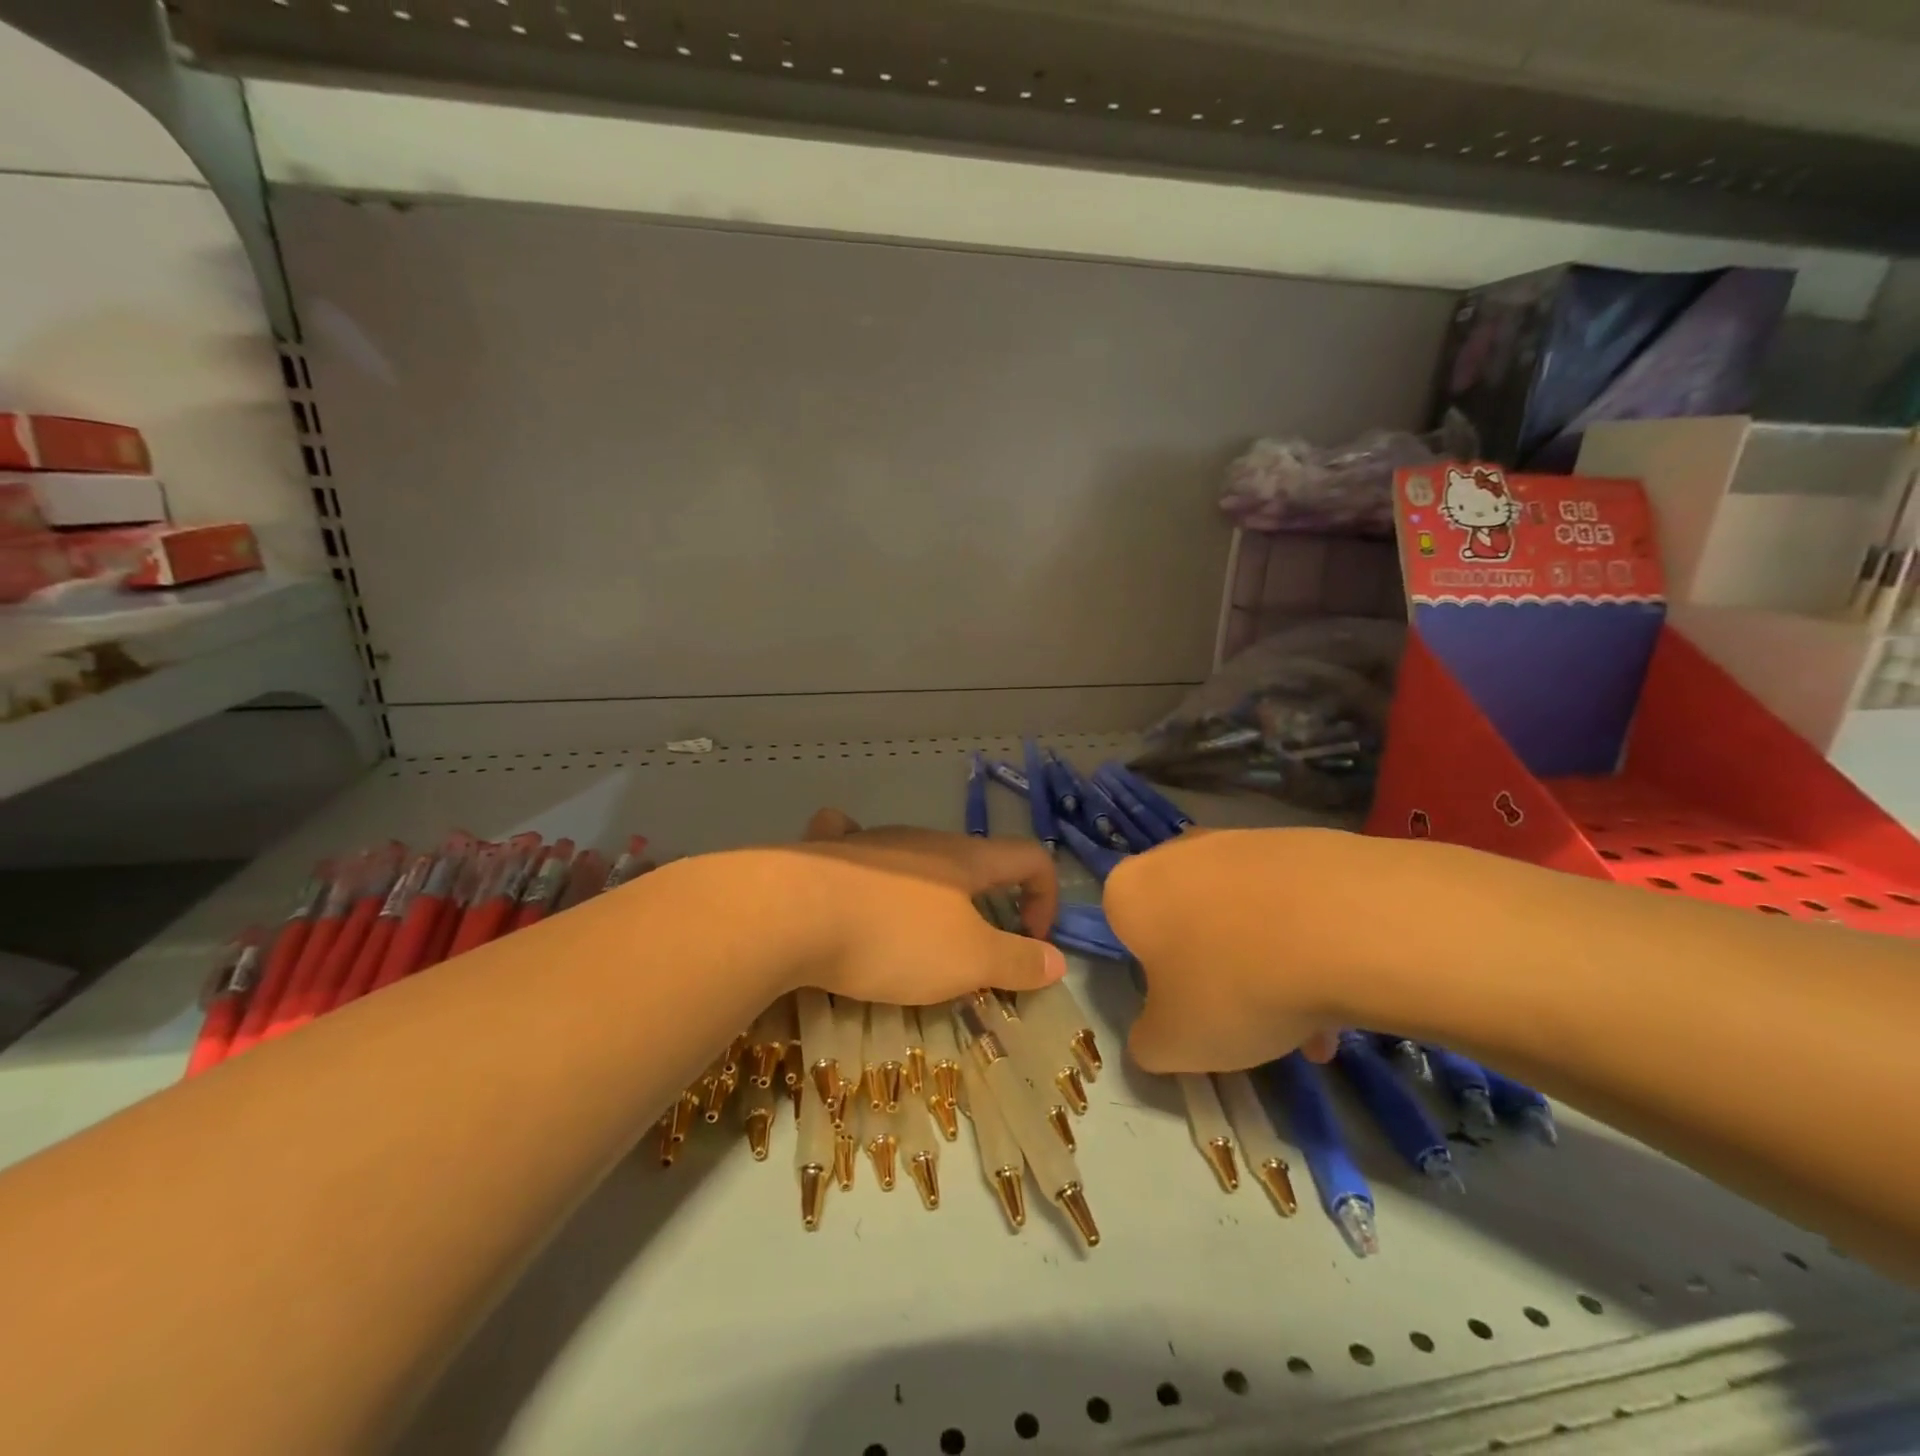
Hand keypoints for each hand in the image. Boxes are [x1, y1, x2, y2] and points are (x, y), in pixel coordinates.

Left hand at [785, 808, 1065, 1004]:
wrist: (793, 912)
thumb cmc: (894, 937)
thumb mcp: (968, 960)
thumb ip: (1017, 960)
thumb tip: (1056, 960)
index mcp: (965, 859)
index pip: (1029, 857)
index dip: (1045, 896)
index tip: (1031, 942)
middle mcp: (922, 840)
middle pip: (972, 860)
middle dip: (985, 902)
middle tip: (971, 954)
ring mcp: (871, 841)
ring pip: (914, 855)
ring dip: (929, 891)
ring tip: (911, 939)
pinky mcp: (826, 852)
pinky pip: (851, 843)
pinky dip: (862, 860)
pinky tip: (851, 880)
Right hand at [1106, 827, 1406, 1071]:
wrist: (1347, 925)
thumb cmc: (1235, 984)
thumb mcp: (1175, 1043)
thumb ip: (1148, 1042)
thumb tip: (1155, 1035)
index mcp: (1131, 890)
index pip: (1126, 933)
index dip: (1157, 978)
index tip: (1191, 1010)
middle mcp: (1178, 853)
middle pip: (1189, 923)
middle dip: (1216, 972)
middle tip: (1251, 1022)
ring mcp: (1241, 841)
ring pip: (1243, 915)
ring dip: (1267, 965)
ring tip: (1315, 1022)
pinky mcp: (1300, 841)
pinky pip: (1290, 901)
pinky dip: (1307, 940)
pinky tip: (1343, 988)